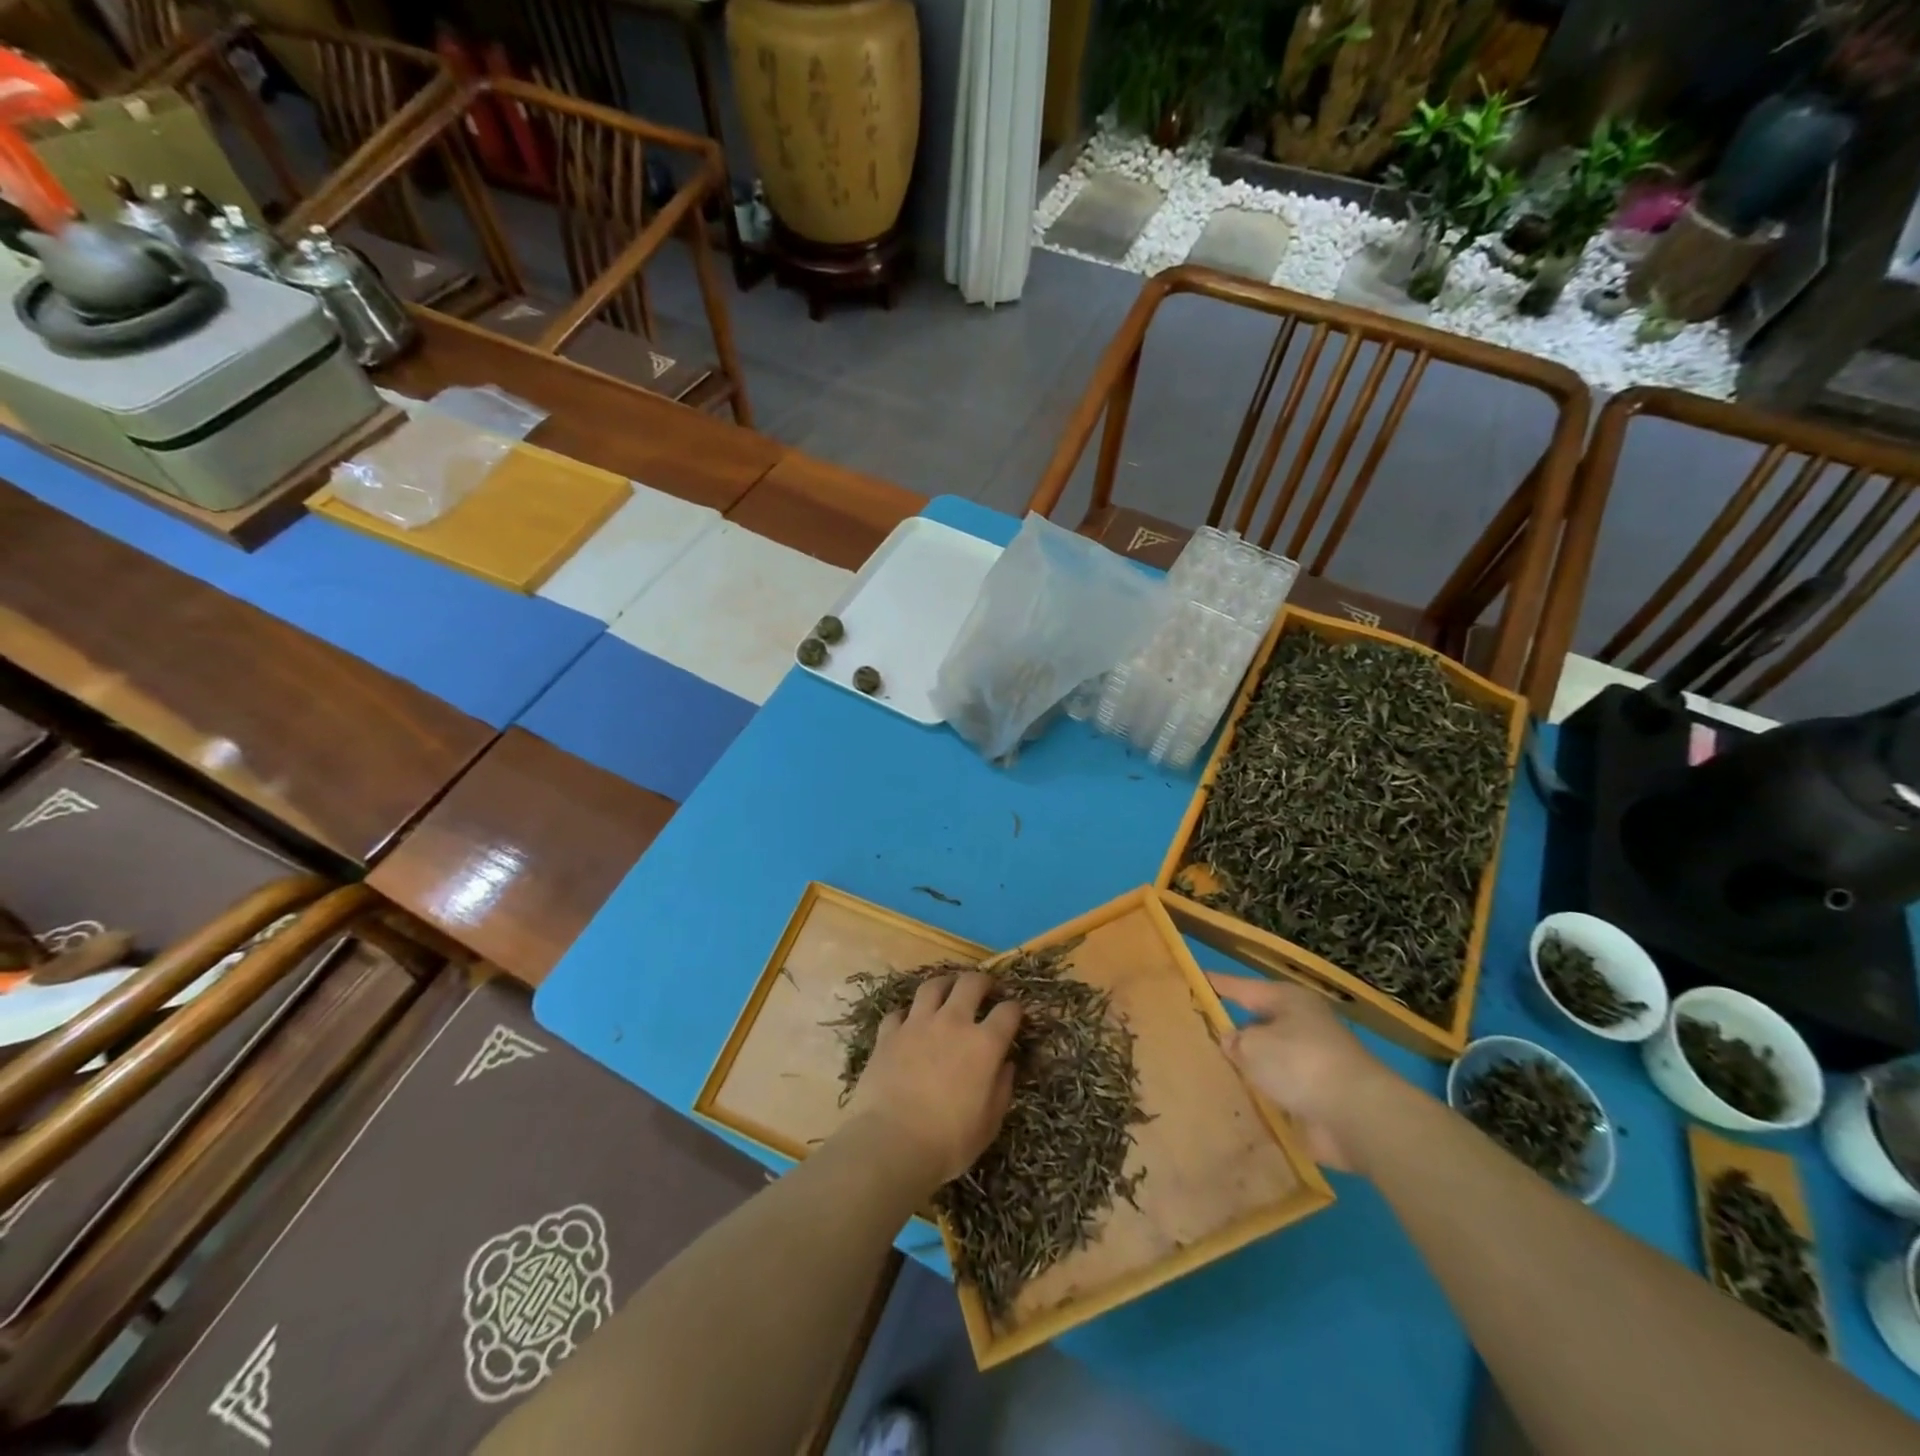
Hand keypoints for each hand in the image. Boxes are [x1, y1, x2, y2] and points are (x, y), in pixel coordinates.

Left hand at [844, 972, 1020, 1191]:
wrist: (890, 1143)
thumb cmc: (948, 1142)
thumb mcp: (988, 1125)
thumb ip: (1001, 1090)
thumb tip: (1007, 1065)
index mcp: (984, 1044)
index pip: (1008, 1012)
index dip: (1015, 1009)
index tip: (1016, 1013)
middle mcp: (953, 1022)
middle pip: (971, 984)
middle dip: (983, 981)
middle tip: (985, 988)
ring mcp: (917, 1023)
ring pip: (933, 986)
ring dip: (945, 984)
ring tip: (948, 989)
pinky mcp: (888, 1033)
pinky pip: (899, 1012)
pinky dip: (907, 1014)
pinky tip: (909, 1022)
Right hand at [1209, 973, 1404, 1171]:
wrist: (1359, 1117)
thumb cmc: (1300, 1064)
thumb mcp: (1252, 1046)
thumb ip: (1234, 1041)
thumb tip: (1232, 1042)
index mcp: (1289, 1001)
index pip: (1243, 987)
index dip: (1217, 984)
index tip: (1194, 978)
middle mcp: (1303, 1026)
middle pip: (1259, 1024)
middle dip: (1234, 1030)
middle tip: (1199, 1034)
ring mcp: (1313, 1063)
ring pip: (1269, 1060)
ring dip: (1249, 1068)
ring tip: (1212, 1071)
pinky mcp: (1319, 1097)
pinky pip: (1280, 1091)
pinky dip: (1264, 1096)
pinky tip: (1238, 1102)